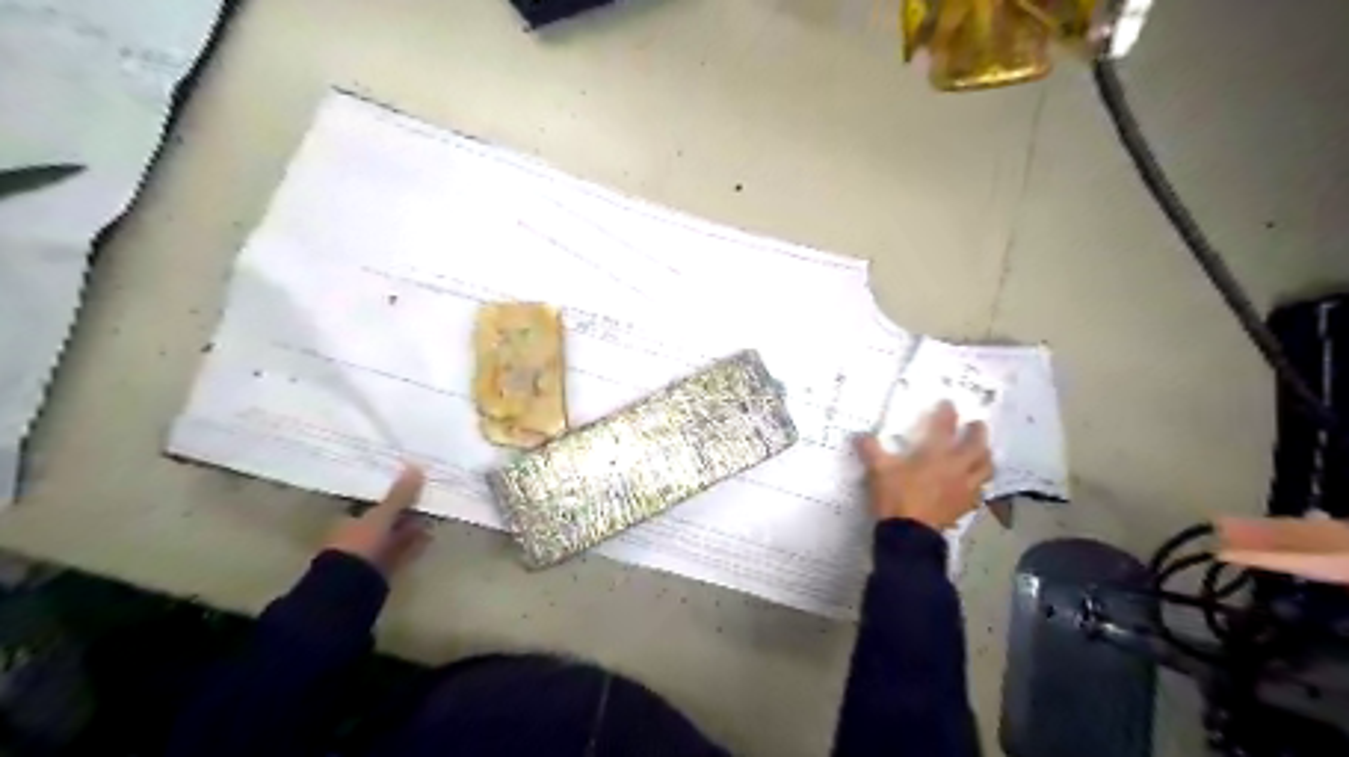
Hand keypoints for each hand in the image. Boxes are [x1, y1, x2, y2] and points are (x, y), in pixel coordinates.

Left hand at [321, 464, 431, 575]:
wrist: (353, 587)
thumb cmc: (360, 545)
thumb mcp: (381, 516)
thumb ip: (399, 495)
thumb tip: (417, 467)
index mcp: (350, 518)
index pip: (371, 500)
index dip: (389, 490)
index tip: (409, 480)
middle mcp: (359, 533)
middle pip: (386, 516)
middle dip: (406, 507)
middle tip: (428, 492)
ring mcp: (372, 551)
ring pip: (397, 533)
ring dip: (414, 524)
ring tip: (435, 512)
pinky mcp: (386, 565)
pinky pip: (404, 549)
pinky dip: (417, 542)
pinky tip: (431, 534)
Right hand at [859, 402, 994, 532]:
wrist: (909, 533)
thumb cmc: (896, 495)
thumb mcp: (878, 470)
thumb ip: (871, 450)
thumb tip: (859, 435)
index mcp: (936, 453)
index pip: (945, 426)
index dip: (947, 412)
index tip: (948, 403)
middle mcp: (957, 466)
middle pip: (977, 445)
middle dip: (978, 432)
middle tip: (976, 425)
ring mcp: (964, 487)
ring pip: (985, 468)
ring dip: (985, 457)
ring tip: (982, 453)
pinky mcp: (965, 505)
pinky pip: (979, 491)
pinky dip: (979, 483)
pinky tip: (974, 484)